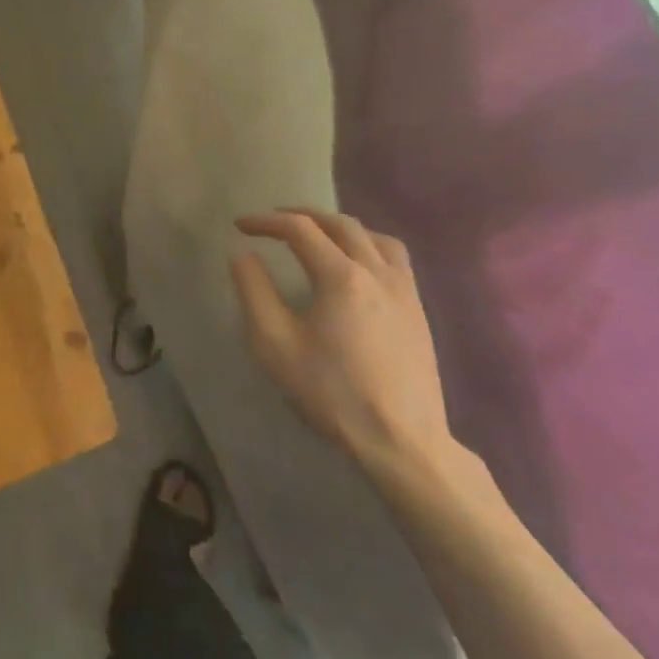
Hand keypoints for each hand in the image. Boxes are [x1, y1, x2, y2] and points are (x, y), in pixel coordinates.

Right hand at [231, 209, 455, 475]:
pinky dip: (368, 245)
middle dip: (302, 215)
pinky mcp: (418, 310)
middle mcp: (377, 271)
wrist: (402, 442)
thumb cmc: (332, 394)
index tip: (240, 225)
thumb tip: (243, 255)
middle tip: (273, 221)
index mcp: (341, 277)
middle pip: (339, 224)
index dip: (266, 222)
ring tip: (318, 236)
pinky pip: (394, 257)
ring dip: (339, 227)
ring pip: (373, 236)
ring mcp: (404, 290)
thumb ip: (254, 292)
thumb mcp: (275, 345)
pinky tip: (357, 266)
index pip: (299, 229)